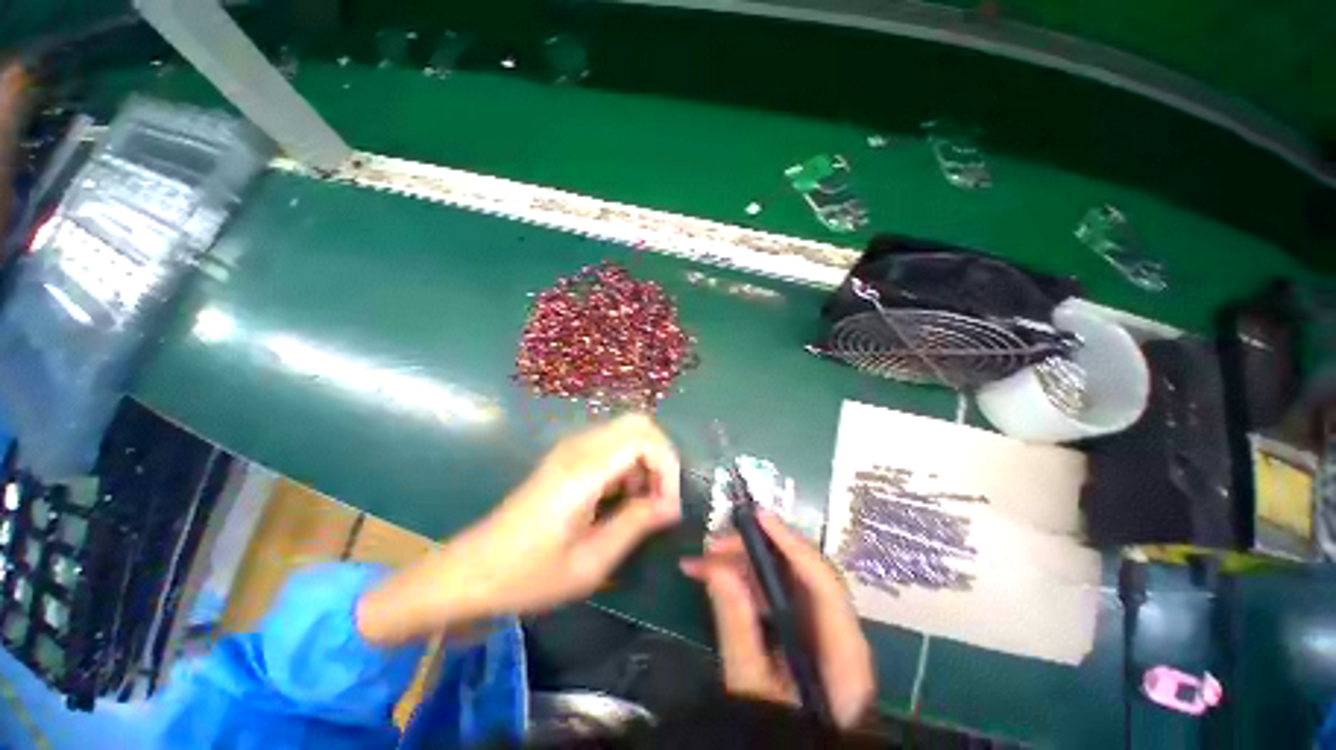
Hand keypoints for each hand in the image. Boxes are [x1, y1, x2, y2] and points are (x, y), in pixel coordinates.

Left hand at [358, 414, 680, 643]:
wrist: (471, 572)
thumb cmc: (528, 575)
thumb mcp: (590, 562)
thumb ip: (636, 525)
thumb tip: (671, 506)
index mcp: (583, 470)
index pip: (644, 439)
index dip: (667, 468)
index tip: (668, 507)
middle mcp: (578, 447)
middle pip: (639, 423)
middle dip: (661, 457)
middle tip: (661, 498)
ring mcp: (571, 447)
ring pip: (627, 430)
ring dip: (646, 460)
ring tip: (642, 503)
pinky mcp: (567, 456)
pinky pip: (612, 443)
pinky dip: (630, 463)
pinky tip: (621, 497)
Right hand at [681, 513, 874, 727]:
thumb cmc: (782, 734)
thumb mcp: (753, 688)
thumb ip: (738, 629)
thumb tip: (717, 568)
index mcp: (843, 652)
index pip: (823, 583)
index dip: (791, 544)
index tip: (757, 517)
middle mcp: (837, 631)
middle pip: (799, 572)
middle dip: (753, 552)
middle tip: (710, 545)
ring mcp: (818, 629)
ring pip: (781, 579)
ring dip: (741, 565)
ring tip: (700, 563)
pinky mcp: (801, 630)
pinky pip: (773, 594)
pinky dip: (743, 583)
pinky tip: (715, 579)